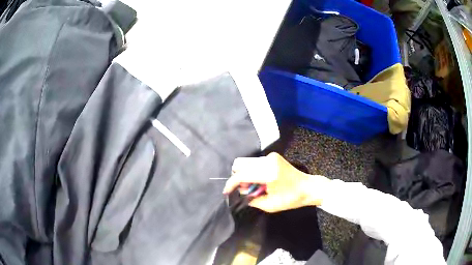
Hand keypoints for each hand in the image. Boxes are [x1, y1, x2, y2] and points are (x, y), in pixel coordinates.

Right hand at [223, 153, 328, 212]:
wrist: (308, 187)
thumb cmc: (291, 198)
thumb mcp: (270, 205)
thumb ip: (252, 200)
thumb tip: (242, 194)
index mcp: (268, 173)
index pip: (242, 175)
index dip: (231, 184)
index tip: (226, 192)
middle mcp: (268, 160)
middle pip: (241, 164)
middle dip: (238, 178)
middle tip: (246, 190)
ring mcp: (271, 157)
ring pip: (247, 163)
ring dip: (245, 175)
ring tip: (255, 188)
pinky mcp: (273, 157)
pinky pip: (255, 163)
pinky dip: (253, 172)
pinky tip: (260, 182)